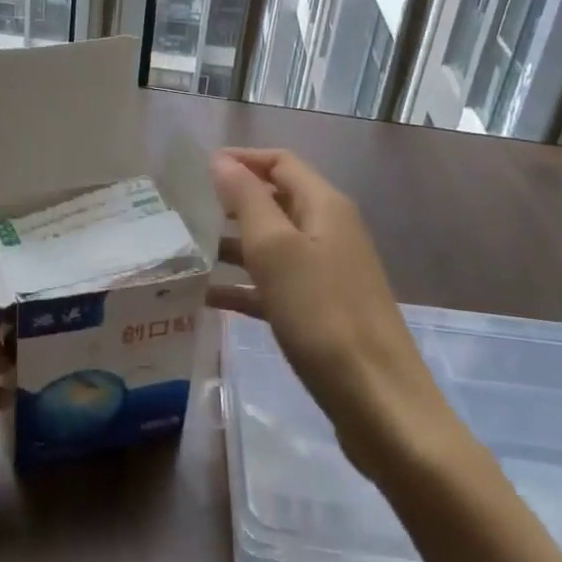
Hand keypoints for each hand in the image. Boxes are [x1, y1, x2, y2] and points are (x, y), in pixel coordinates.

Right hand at [210, 149, 457, 478]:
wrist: (379, 403)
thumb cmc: (323, 315)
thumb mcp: (276, 250)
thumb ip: (247, 199)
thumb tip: (222, 160)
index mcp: (325, 206)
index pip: (280, 162)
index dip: (240, 159)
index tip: (196, 170)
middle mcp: (329, 231)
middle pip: (275, 200)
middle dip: (230, 202)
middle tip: (183, 210)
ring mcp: (327, 272)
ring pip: (271, 244)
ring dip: (230, 244)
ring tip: (185, 252)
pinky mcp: (320, 310)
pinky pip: (274, 284)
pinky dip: (242, 285)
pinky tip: (205, 298)